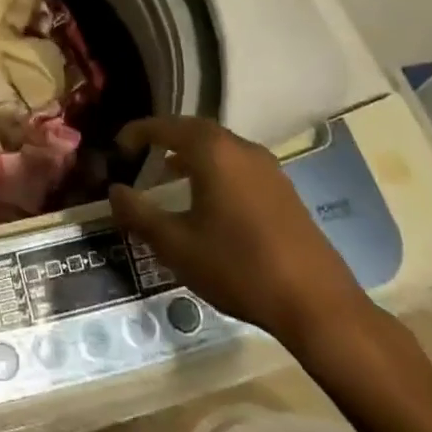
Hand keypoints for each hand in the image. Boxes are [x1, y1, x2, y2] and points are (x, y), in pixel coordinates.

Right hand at [107, 116, 375, 351]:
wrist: (317, 305)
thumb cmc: (237, 267)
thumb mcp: (175, 244)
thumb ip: (138, 213)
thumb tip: (114, 191)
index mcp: (213, 151)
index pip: (165, 127)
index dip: (137, 133)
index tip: (117, 147)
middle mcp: (241, 148)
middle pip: (194, 130)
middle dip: (164, 138)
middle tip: (140, 154)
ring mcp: (268, 168)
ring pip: (219, 147)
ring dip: (190, 154)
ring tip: (168, 175)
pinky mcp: (284, 191)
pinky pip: (238, 165)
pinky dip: (214, 169)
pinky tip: (207, 200)